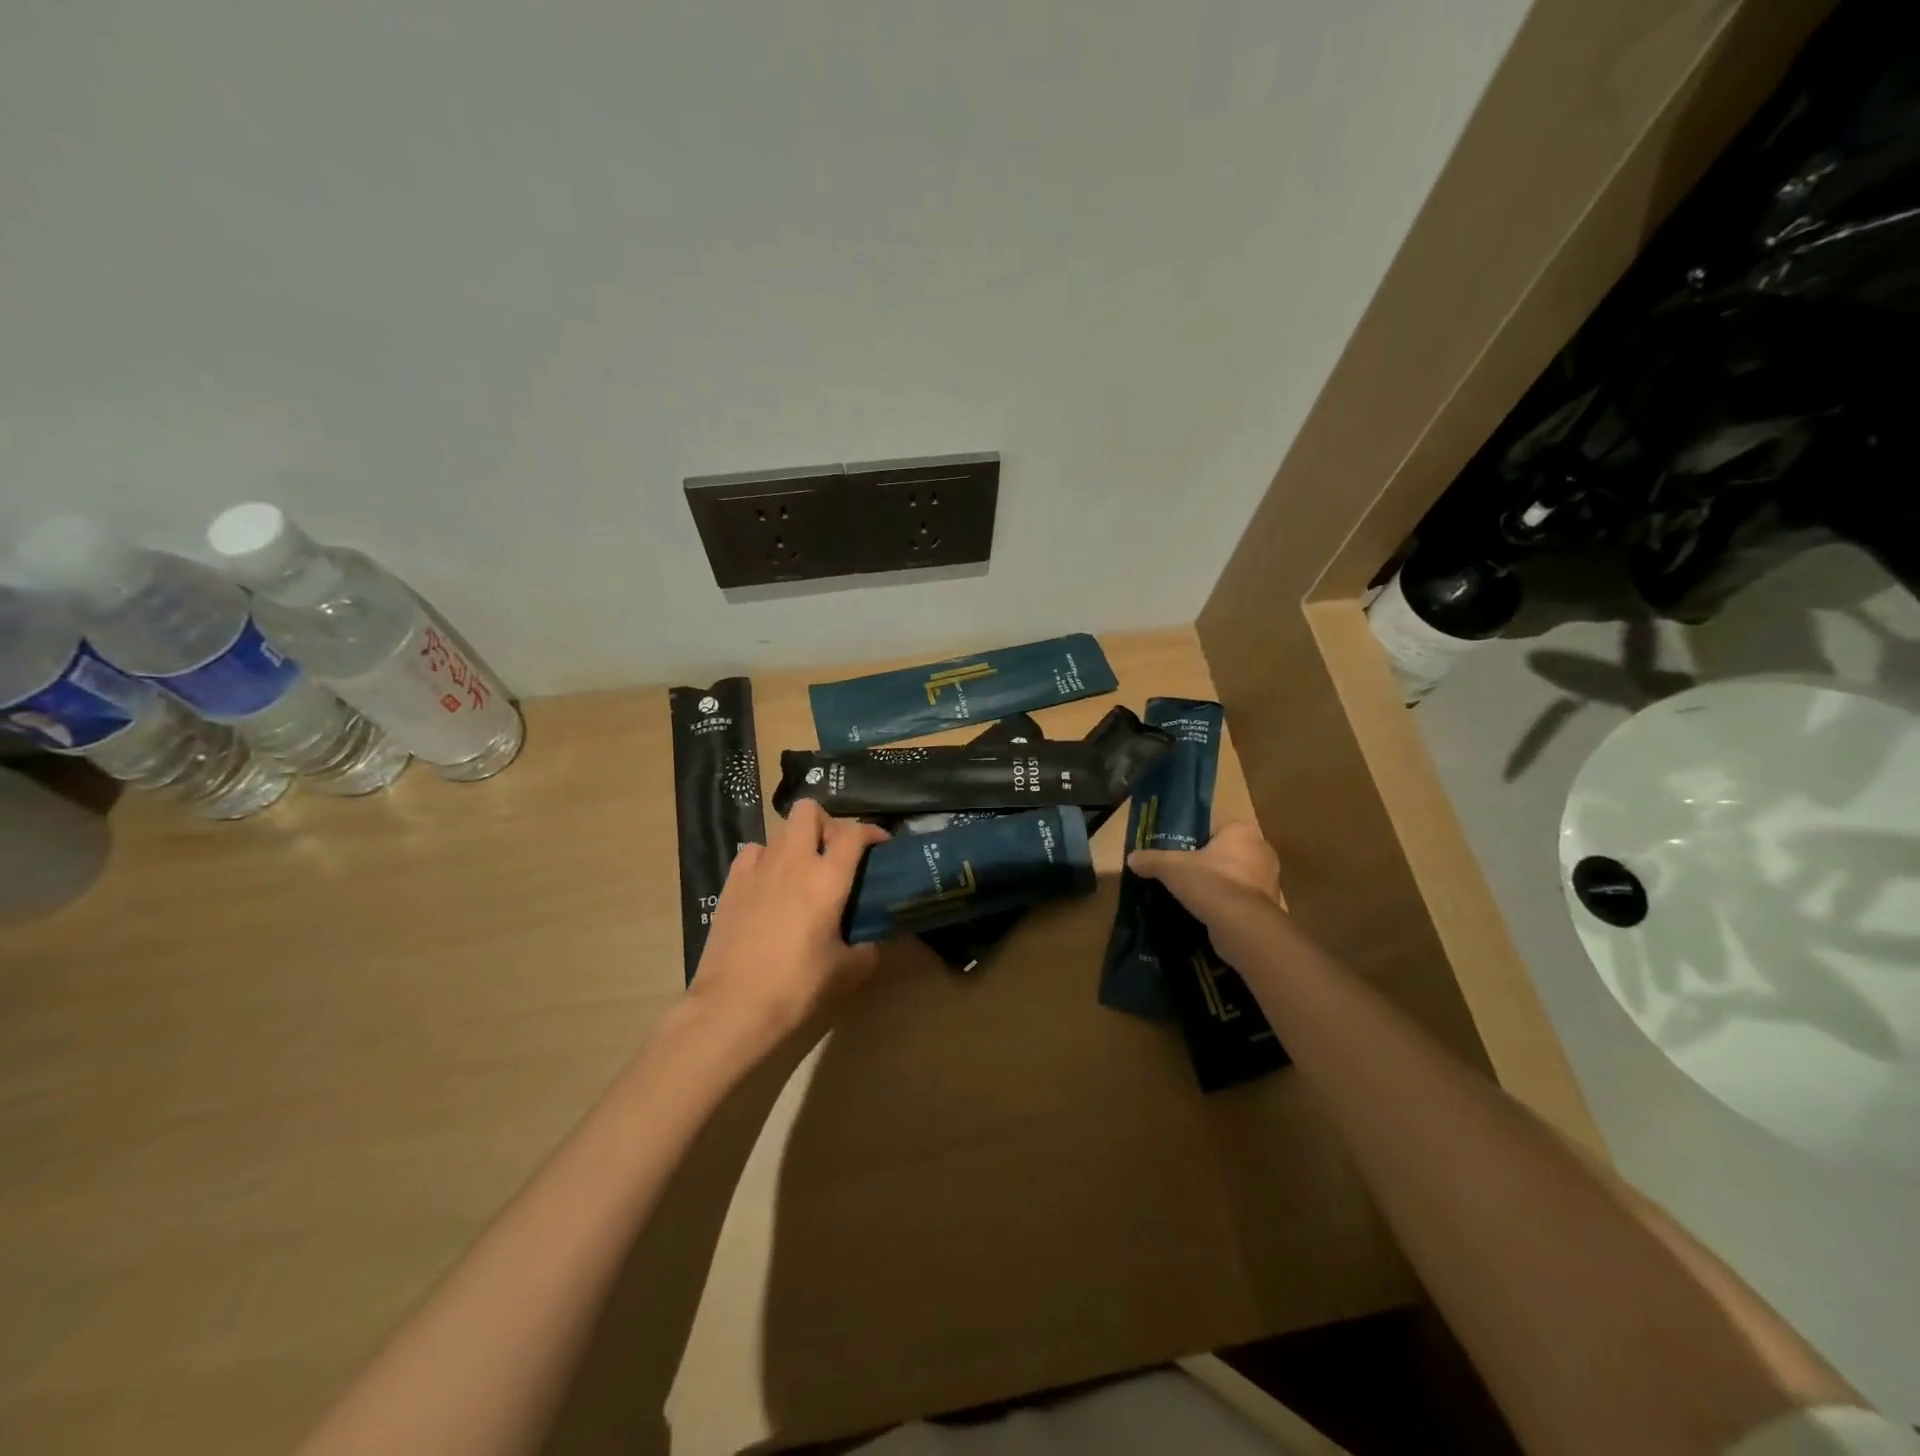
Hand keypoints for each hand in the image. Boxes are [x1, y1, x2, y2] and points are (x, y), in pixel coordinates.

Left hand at [687, 799, 889, 1046]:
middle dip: (827, 823)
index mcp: (827, 878)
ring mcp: (758, 869)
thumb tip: (873, 942)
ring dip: (796, 842)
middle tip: (835, 852)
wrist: (734, 1004)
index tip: (880, 845)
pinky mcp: (731, 884)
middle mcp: (793, 861)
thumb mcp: (847, 972)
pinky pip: (753, 853)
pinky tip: (769, 883)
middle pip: (809, 811)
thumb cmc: (798, 986)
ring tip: (802, 871)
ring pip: (779, 830)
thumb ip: (867, 949)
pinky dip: (766, 859)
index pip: (854, 833)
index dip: (871, 831)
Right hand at [1128, 820, 1284, 966]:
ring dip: (1220, 886)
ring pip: (1236, 878)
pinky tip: (1209, 914)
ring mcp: (1269, 880)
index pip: (1218, 829)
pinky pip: (1242, 901)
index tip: (1182, 854)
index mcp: (1243, 831)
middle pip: (1228, 853)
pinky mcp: (1269, 906)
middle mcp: (1262, 850)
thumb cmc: (1210, 882)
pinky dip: (1228, 906)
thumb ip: (1151, 860)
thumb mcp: (1171, 867)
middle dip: (1210, 864)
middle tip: (1185, 875)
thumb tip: (1131, 858)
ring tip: (1195, 897)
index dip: (1199, 841)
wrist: (1241, 925)